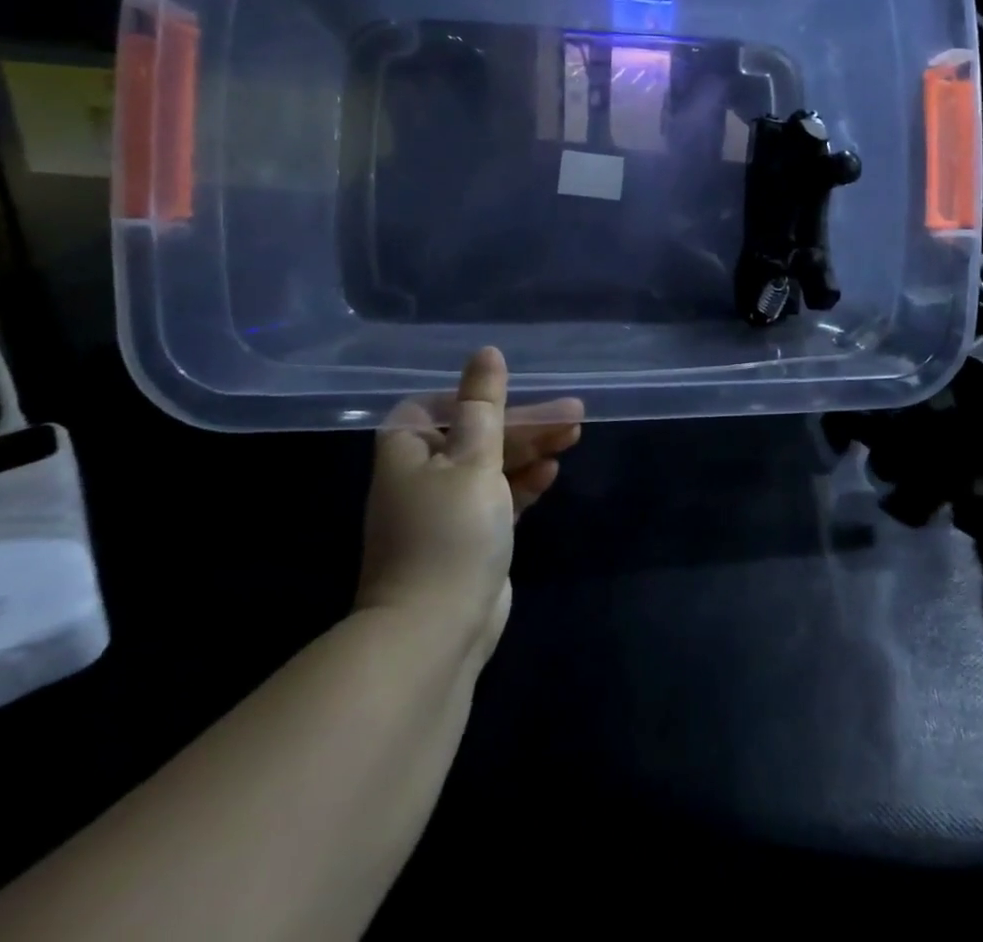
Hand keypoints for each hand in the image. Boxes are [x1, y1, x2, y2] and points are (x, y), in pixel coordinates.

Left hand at [355, 347, 582, 648]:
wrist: (435, 631)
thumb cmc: (451, 532)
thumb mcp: (474, 458)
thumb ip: (485, 404)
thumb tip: (486, 352)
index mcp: (409, 449)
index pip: (440, 406)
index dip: (479, 397)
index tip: (518, 395)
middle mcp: (421, 475)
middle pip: (477, 434)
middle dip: (525, 424)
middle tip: (573, 415)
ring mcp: (445, 510)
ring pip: (493, 465)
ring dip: (531, 449)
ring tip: (573, 435)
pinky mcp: (469, 538)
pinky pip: (499, 496)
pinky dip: (523, 482)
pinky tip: (551, 473)